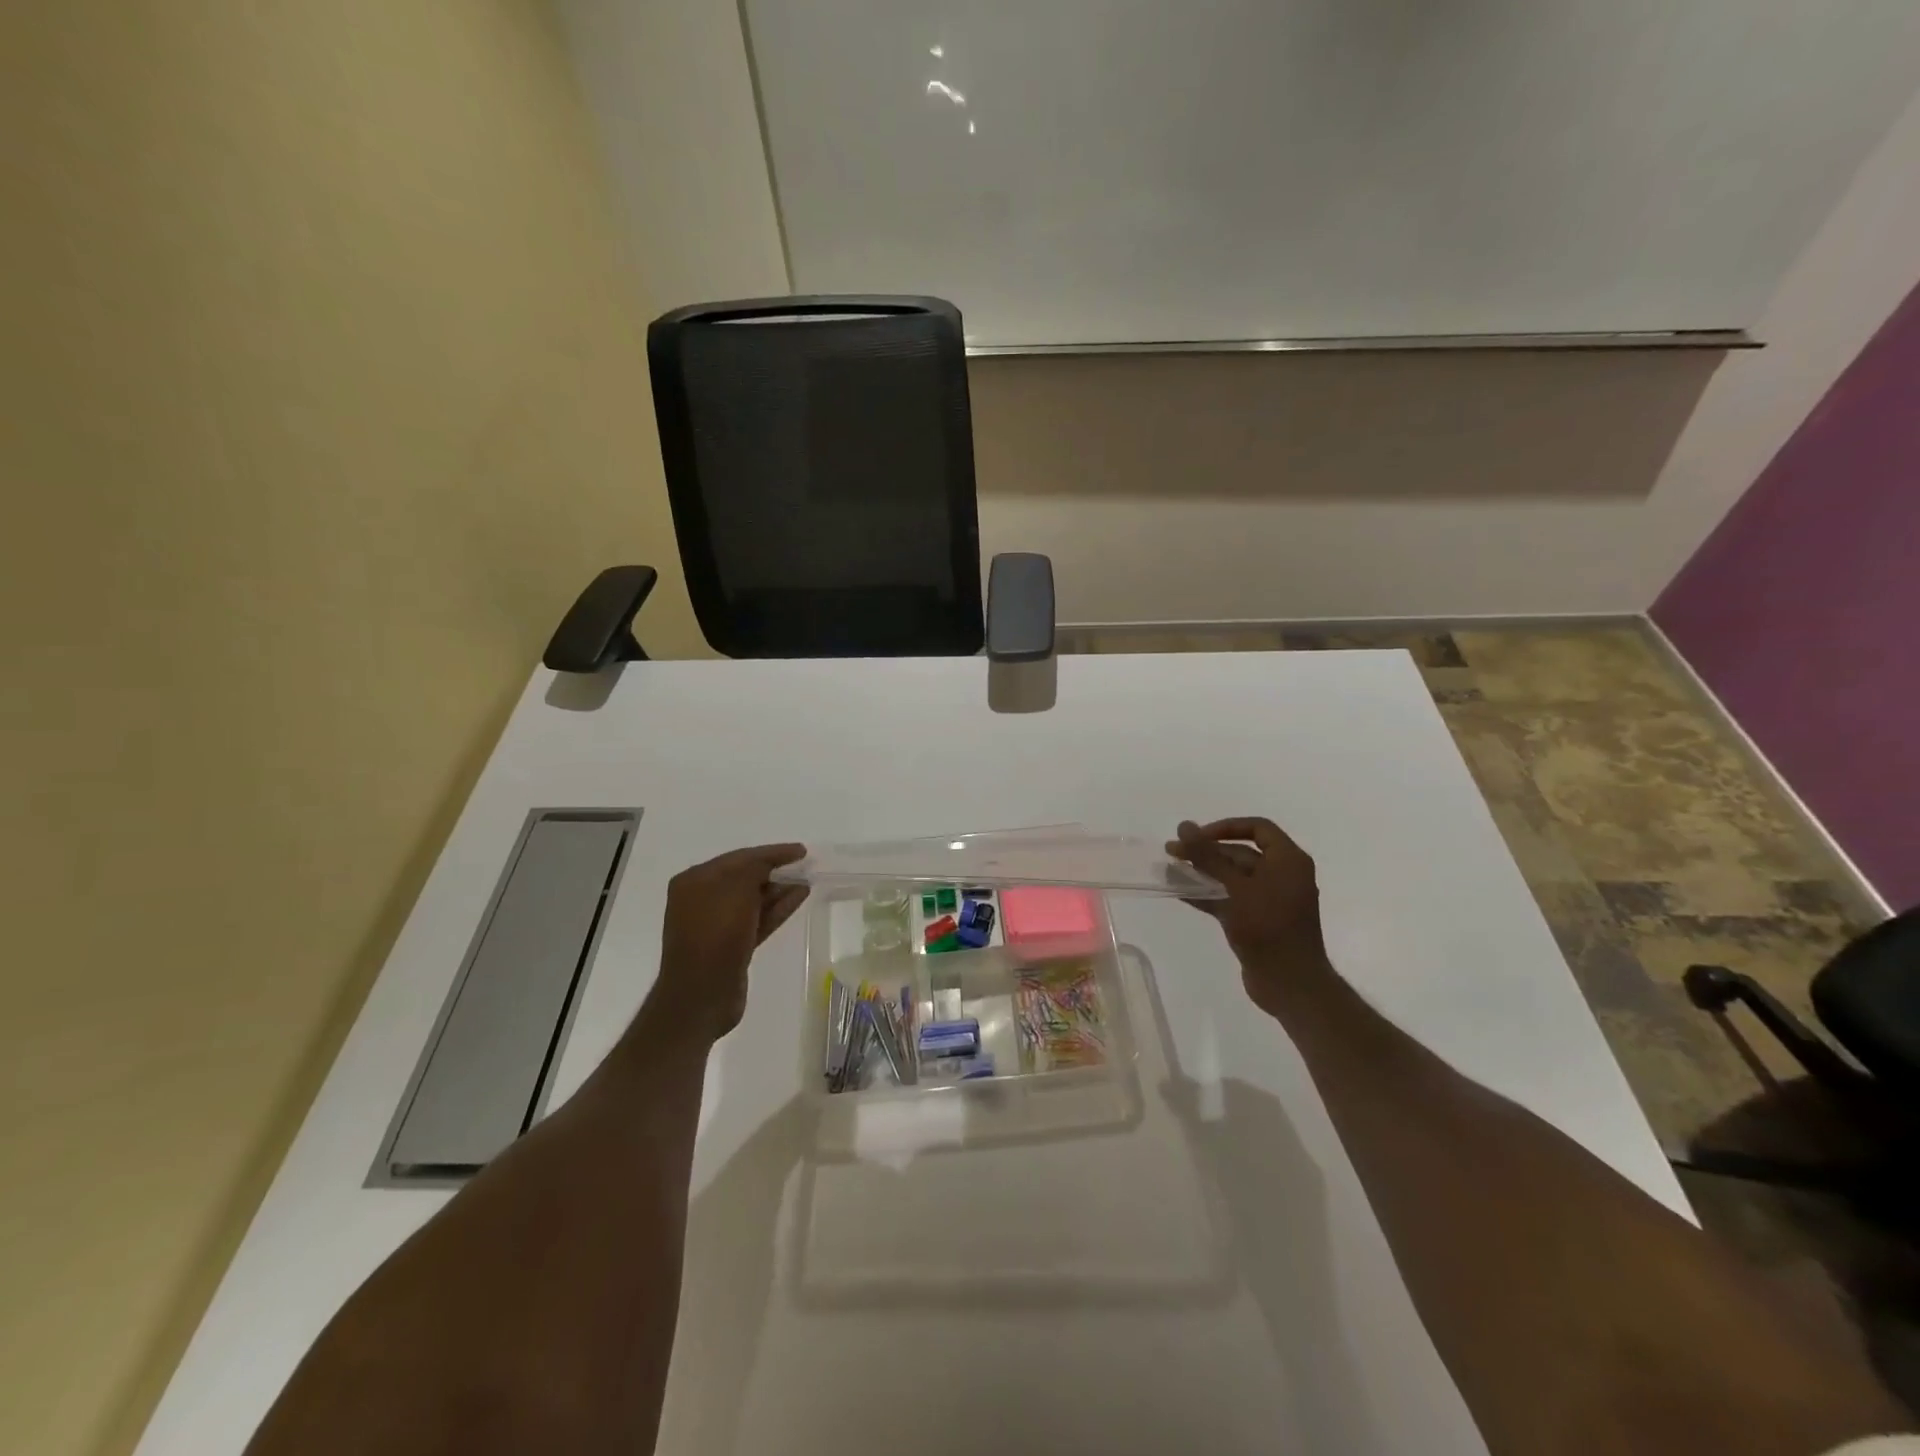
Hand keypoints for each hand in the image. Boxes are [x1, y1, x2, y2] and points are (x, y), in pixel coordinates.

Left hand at [645, 844, 809, 1042]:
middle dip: (775, 870)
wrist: (701, 995)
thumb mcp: (736, 890)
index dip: (771, 852)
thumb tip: (770, 863)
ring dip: (779, 889)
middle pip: (745, 877)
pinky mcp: (731, 946)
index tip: (801, 850)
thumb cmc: (715, 935)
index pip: (739, 857)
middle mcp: (702, 899)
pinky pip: (757, 919)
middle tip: (804, 865)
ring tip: (807, 881)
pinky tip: (799, 898)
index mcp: (695, 881)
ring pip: (753, 900)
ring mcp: (716, 925)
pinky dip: (777, 908)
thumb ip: (754, 868)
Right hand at [1167, 817, 1328, 1013]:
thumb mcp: (1235, 888)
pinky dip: (1207, 893)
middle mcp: (1282, 875)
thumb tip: (1184, 825)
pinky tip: (1180, 892)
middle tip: (1172, 851)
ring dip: (1202, 872)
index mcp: (1288, 861)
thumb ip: (1208, 856)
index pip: (1257, 828)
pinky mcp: (1257, 920)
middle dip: (1206, 851)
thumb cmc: (1268, 928)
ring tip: (1170, 869)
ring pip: (1231, 876)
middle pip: (1240, 853)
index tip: (1197, 836)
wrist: (1290, 984)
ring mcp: (1269, 899)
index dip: (1225, 827)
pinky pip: (1230, 897)